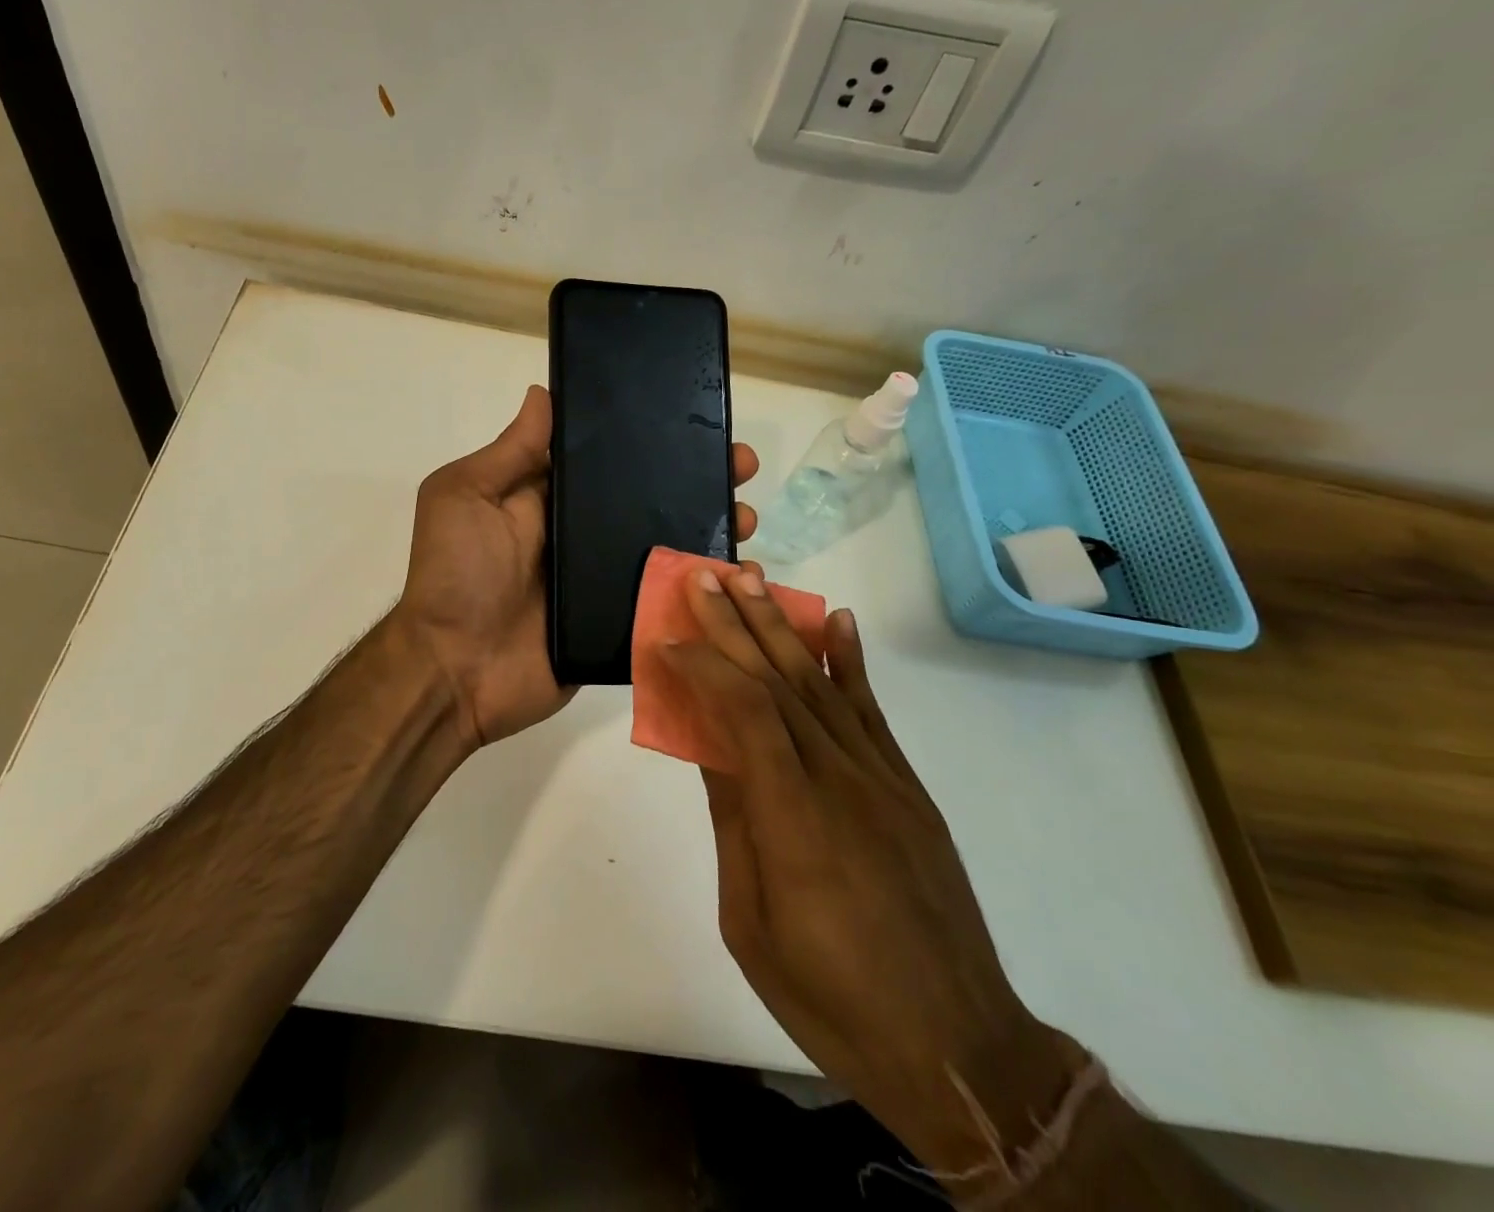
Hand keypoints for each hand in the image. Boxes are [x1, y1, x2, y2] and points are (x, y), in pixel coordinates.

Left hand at [396, 385, 759, 748]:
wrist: (455, 671)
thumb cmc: (456, 575)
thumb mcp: (466, 496)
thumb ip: (510, 452)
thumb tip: (544, 391)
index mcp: (551, 499)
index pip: (611, 460)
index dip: (653, 440)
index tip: (698, 422)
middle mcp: (583, 536)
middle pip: (651, 501)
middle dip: (698, 482)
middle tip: (741, 469)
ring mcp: (605, 582)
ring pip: (668, 548)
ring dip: (711, 531)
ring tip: (748, 520)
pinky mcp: (619, 625)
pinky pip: (668, 602)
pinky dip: (703, 590)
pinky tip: (741, 578)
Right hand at [657, 571, 1083, 1174]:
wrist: (958, 1047)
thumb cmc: (833, 999)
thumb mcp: (752, 920)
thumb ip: (735, 822)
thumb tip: (710, 748)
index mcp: (794, 820)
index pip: (744, 713)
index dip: (704, 667)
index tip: (666, 640)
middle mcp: (840, 781)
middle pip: (779, 682)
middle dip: (736, 623)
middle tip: (704, 575)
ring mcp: (880, 779)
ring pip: (820, 683)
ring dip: (781, 625)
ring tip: (753, 579)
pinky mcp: (906, 787)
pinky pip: (872, 712)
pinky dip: (850, 661)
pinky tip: (837, 622)